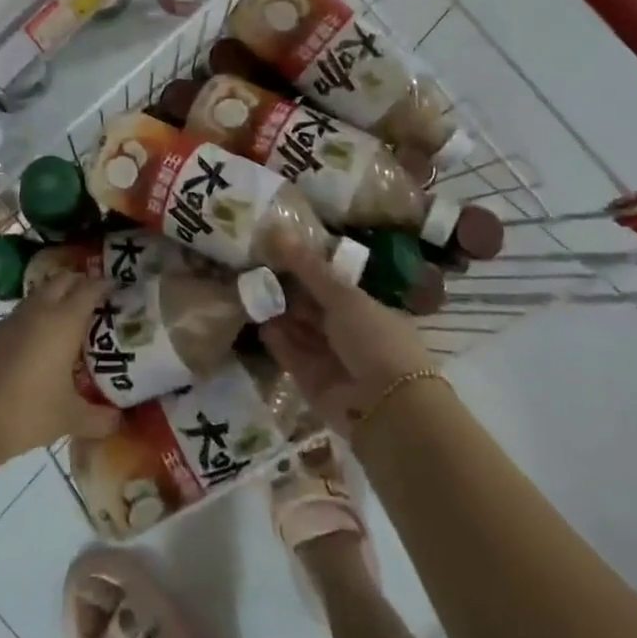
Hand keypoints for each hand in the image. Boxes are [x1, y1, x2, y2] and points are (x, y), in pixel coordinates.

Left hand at [0, 272, 120, 467]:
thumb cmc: (28, 411)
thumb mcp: (70, 418)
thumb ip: (100, 418)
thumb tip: (118, 420)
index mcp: (64, 320)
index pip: (90, 288)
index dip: (107, 285)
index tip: (121, 290)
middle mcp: (40, 310)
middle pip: (64, 280)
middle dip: (82, 284)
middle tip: (99, 303)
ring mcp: (14, 318)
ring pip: (42, 293)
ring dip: (59, 297)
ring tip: (74, 321)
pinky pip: (26, 311)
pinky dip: (40, 314)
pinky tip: (44, 341)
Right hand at [261, 241, 433, 436]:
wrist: (387, 408)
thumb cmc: (374, 340)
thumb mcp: (343, 295)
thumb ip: (308, 267)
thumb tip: (277, 229)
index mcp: (365, 310)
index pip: (330, 286)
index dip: (305, 270)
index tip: (275, 252)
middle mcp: (348, 334)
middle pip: (311, 308)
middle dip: (286, 290)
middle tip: (254, 267)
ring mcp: (330, 359)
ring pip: (298, 330)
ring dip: (277, 313)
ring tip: (249, 289)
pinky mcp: (311, 382)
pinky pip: (289, 354)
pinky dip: (275, 339)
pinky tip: (258, 320)